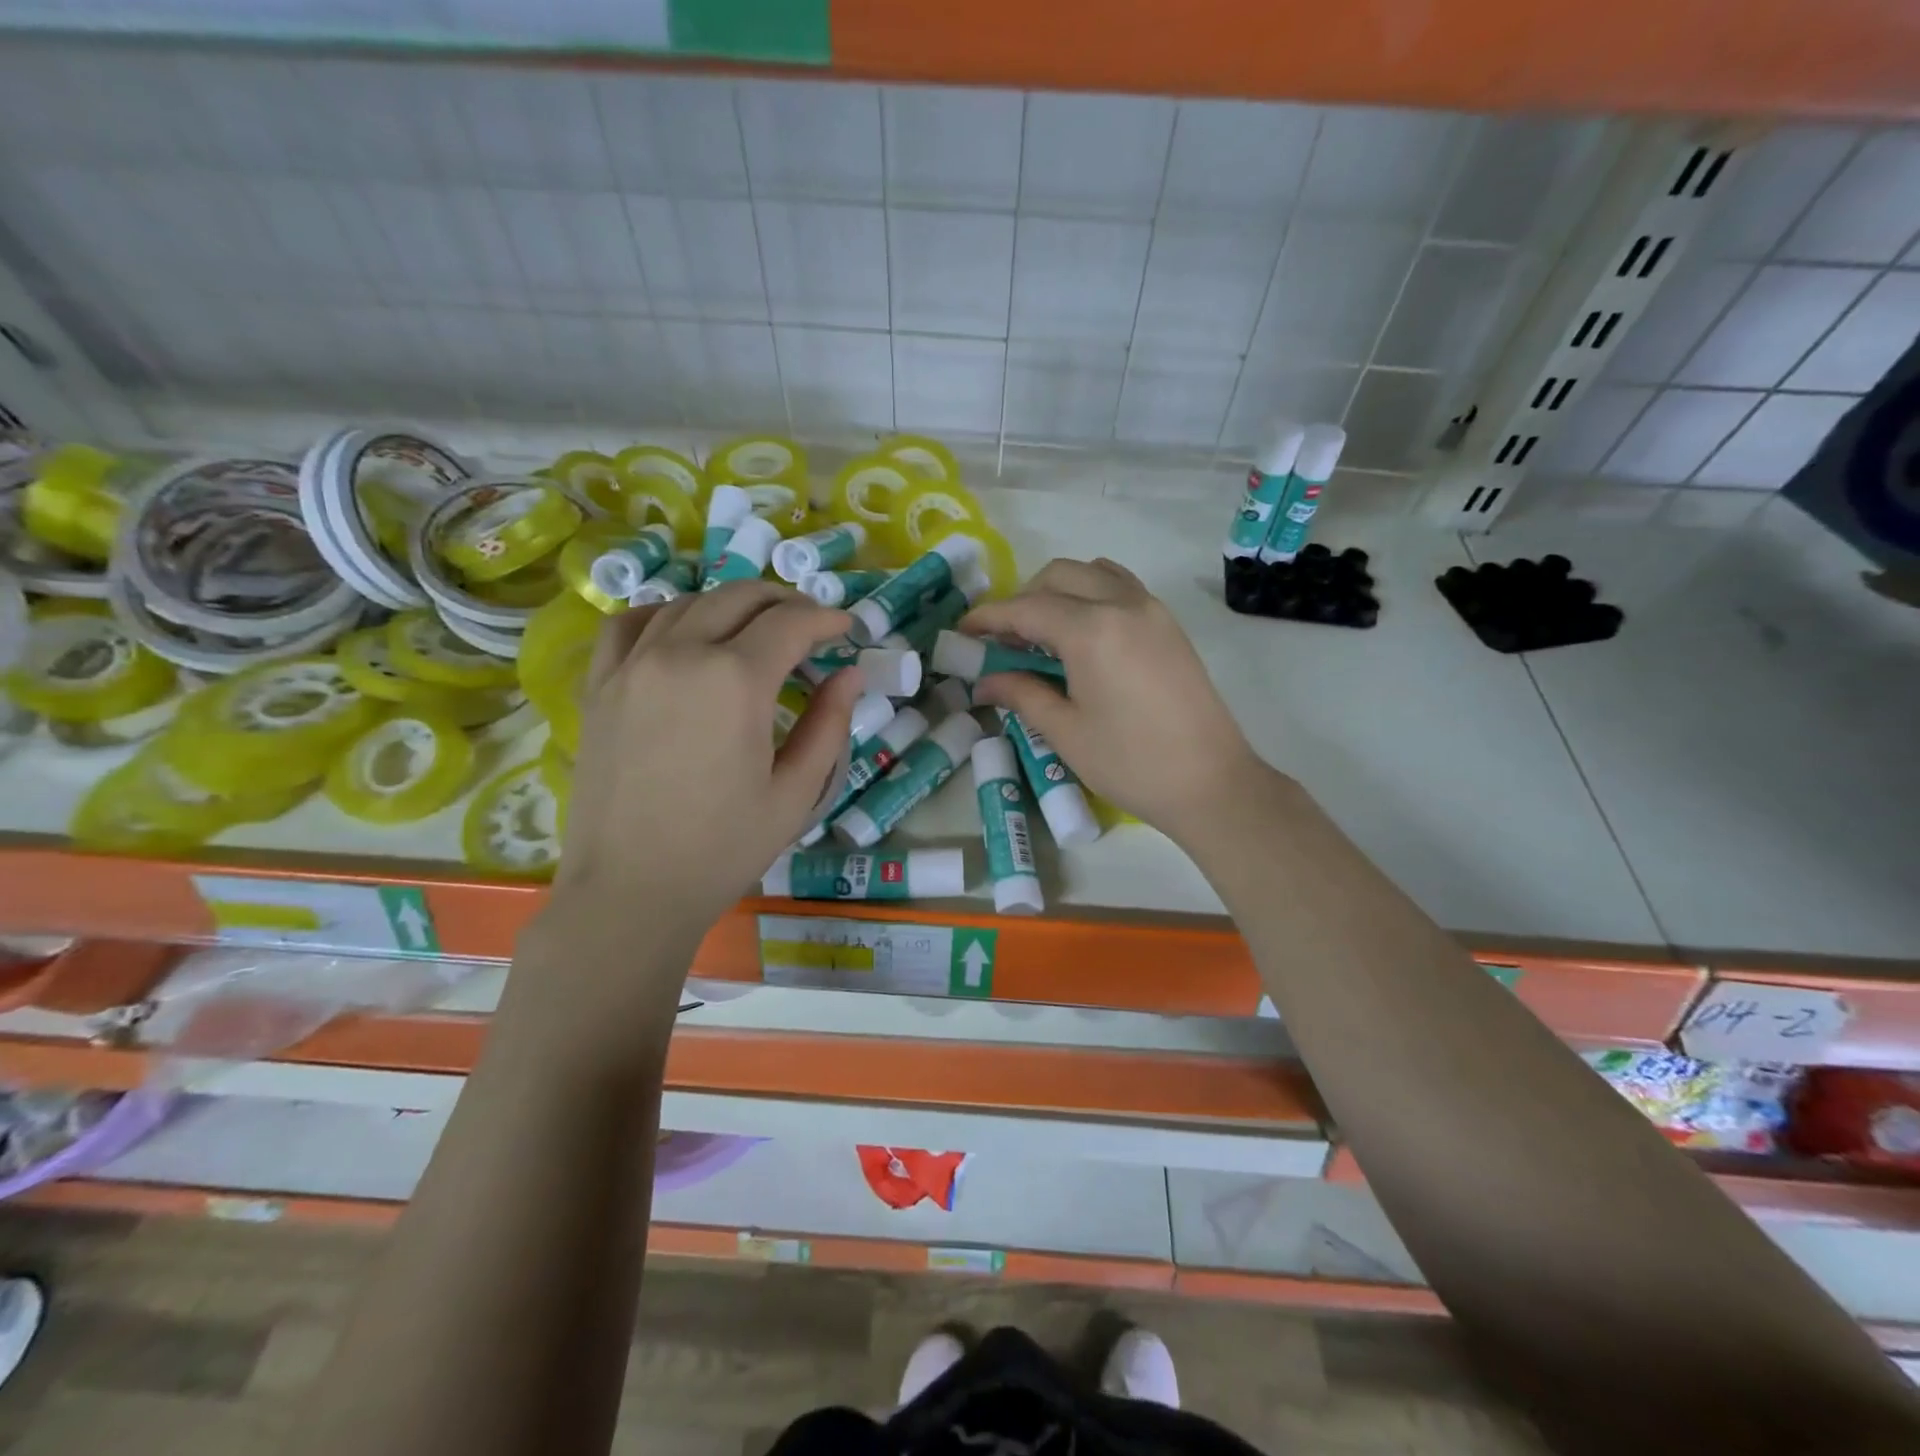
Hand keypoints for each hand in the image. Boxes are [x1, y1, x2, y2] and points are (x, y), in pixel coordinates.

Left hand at [552, 581, 861, 945]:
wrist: (631, 890)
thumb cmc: (723, 848)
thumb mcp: (796, 793)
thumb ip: (829, 725)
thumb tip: (850, 674)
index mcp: (735, 681)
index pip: (790, 624)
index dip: (827, 619)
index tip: (847, 630)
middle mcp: (681, 654)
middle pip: (740, 597)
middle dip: (785, 602)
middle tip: (811, 625)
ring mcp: (632, 665)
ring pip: (688, 602)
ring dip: (732, 605)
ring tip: (756, 628)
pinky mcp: (600, 685)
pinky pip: (629, 623)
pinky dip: (664, 613)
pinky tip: (682, 632)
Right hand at [961, 558, 1273, 844]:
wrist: (1210, 782)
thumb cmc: (1130, 762)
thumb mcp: (1065, 731)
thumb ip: (1021, 694)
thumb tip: (983, 682)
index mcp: (1092, 630)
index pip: (1026, 608)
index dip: (989, 618)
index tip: (962, 632)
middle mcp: (1122, 603)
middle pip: (1058, 576)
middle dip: (1023, 599)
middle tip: (1003, 641)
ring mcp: (1151, 609)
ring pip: (1093, 572)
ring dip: (1059, 591)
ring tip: (1043, 634)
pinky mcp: (1168, 624)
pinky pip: (1120, 587)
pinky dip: (1091, 594)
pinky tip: (1082, 635)